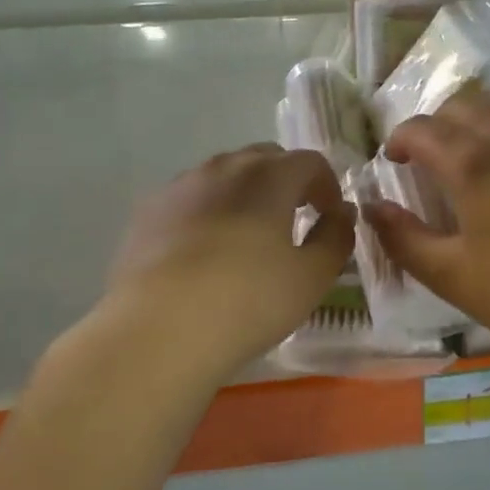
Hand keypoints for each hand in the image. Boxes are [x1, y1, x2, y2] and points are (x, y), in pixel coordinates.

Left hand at [109, 145, 352, 372]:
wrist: (158, 331)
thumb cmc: (248, 301)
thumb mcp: (311, 277)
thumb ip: (336, 237)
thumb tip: (341, 212)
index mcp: (269, 176)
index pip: (310, 161)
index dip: (327, 185)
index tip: (329, 216)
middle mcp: (224, 168)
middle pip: (265, 159)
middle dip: (287, 182)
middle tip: (294, 220)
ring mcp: (180, 186)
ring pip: (224, 175)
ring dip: (246, 194)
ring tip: (248, 236)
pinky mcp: (148, 212)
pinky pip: (190, 198)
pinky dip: (209, 211)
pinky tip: (205, 251)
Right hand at [368, 87, 489, 355]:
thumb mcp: (451, 276)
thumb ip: (403, 238)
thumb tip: (373, 208)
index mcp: (473, 163)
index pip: (422, 128)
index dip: (399, 139)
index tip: (393, 161)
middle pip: (464, 105)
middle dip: (437, 124)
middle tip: (429, 162)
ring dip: (476, 134)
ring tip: (475, 179)